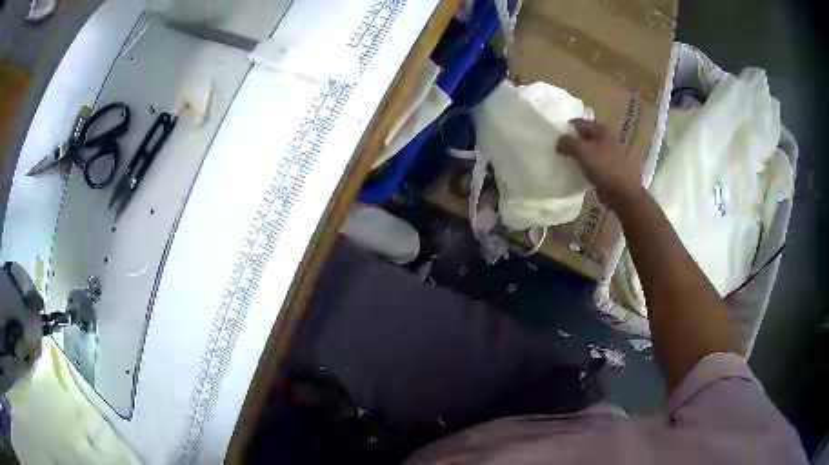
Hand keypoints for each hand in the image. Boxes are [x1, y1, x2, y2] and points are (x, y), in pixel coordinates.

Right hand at [557, 119, 643, 210]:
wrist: (622, 192)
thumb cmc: (603, 167)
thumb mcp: (581, 150)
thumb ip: (567, 142)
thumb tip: (558, 142)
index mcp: (600, 129)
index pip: (577, 123)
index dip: (565, 129)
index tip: (554, 140)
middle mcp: (604, 138)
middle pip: (582, 136)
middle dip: (570, 142)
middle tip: (558, 151)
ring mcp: (607, 154)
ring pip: (586, 150)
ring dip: (576, 155)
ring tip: (564, 162)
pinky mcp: (606, 168)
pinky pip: (590, 163)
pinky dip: (583, 166)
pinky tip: (576, 172)